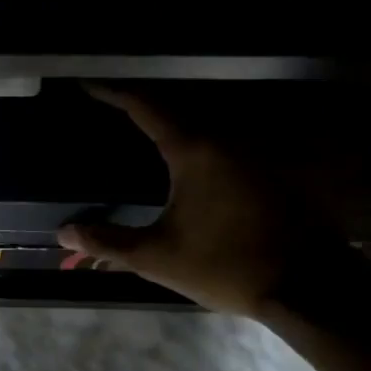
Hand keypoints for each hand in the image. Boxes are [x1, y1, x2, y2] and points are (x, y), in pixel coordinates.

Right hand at [56, 83, 343, 315]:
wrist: (306, 286)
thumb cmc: (225, 266)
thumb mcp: (157, 257)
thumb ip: (108, 241)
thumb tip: (64, 230)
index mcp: (194, 151)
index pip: (146, 108)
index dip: (115, 93)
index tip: (89, 84)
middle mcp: (225, 141)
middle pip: (175, 111)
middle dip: (140, 107)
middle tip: (110, 108)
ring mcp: (252, 155)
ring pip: (201, 128)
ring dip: (170, 126)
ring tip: (139, 132)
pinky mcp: (266, 173)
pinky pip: (220, 147)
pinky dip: (193, 147)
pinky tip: (181, 166)